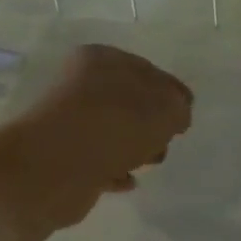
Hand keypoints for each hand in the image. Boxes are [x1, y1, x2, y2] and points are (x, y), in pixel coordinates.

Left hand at [0, 44, 192, 233]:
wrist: (53, 168)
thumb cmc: (113, 126)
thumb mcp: (163, 110)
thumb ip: (178, 108)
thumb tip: (176, 116)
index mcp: (102, 60)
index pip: (148, 71)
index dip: (172, 93)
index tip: (187, 116)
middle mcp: (81, 84)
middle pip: (129, 101)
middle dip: (153, 123)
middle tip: (167, 140)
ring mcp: (68, 121)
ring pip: (113, 131)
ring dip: (135, 146)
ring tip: (149, 162)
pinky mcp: (62, 156)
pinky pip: (98, 159)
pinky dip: (115, 168)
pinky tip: (128, 180)